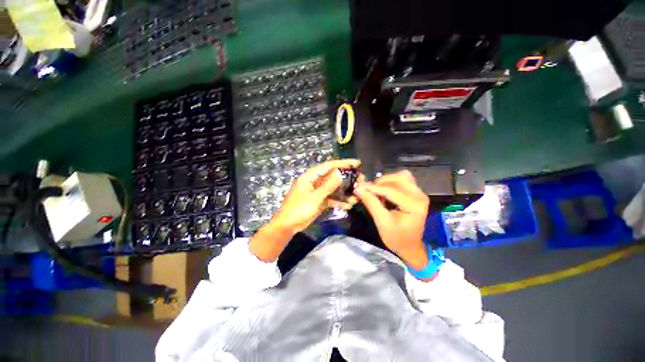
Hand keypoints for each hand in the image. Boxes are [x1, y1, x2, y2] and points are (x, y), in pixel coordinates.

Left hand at [249, 159, 360, 261]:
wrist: (288, 226)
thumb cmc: (298, 209)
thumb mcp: (314, 197)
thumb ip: (328, 186)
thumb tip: (340, 173)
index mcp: (310, 176)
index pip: (329, 166)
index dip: (343, 163)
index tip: (356, 163)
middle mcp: (315, 182)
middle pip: (333, 176)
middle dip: (346, 178)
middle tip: (360, 179)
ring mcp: (318, 191)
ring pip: (333, 188)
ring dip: (344, 191)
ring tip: (357, 193)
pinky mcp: (319, 200)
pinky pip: (331, 198)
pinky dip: (339, 201)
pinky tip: (349, 205)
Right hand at [354, 170, 428, 268]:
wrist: (410, 247)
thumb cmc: (396, 238)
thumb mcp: (382, 222)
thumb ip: (371, 203)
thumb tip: (358, 188)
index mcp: (414, 204)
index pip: (391, 190)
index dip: (373, 187)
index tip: (358, 187)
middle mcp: (419, 195)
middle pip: (397, 179)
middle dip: (380, 183)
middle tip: (367, 191)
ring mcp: (419, 193)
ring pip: (400, 177)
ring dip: (386, 181)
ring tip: (376, 191)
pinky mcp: (416, 193)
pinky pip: (403, 180)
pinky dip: (391, 182)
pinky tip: (384, 191)